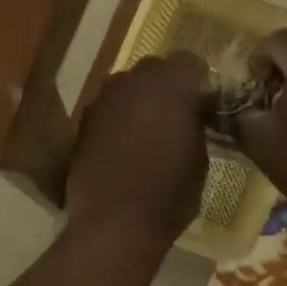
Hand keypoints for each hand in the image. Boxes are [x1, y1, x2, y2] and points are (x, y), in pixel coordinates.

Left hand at [67, 52, 209, 246]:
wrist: (115, 223)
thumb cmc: (169, 194)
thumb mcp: (200, 160)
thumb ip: (196, 126)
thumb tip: (192, 117)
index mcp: (171, 86)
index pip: (190, 62)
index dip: (198, 82)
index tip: (203, 105)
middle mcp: (133, 82)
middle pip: (154, 68)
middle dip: (166, 87)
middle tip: (176, 116)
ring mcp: (104, 100)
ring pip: (127, 87)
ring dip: (139, 101)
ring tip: (147, 132)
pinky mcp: (83, 121)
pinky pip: (108, 109)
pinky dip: (118, 120)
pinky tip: (123, 147)